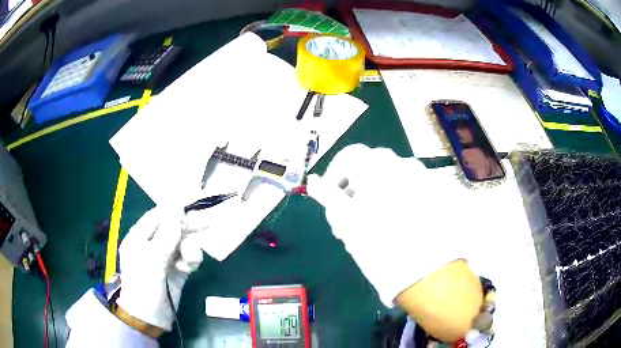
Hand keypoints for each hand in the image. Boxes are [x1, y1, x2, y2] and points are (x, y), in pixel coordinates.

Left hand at [115, 207, 203, 331]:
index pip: (157, 216)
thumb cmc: (144, 288)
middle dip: (187, 228)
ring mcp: (164, 258)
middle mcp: (152, 245)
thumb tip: (177, 211)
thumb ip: (165, 237)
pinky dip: (191, 261)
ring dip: (189, 249)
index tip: (191, 207)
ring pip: (182, 243)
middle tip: (207, 224)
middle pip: (172, 228)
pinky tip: (188, 270)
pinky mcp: (176, 270)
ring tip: (190, 262)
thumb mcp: (152, 261)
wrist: (150, 319)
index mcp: (139, 238)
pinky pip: (187, 257)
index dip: (173, 211)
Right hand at [306, 144, 481, 340]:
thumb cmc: (379, 245)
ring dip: (375, 192)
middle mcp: (401, 164)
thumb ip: (327, 196)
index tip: (329, 198)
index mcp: (377, 166)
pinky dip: (395, 198)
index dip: (334, 175)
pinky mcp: (434, 193)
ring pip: (389, 177)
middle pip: (370, 165)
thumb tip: (313, 182)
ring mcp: (421, 177)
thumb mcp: (346, 220)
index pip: (348, 156)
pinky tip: (394, 222)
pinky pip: (408, 187)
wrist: (426, 271)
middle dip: (355, 186)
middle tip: (348, 214)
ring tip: (372, 221)